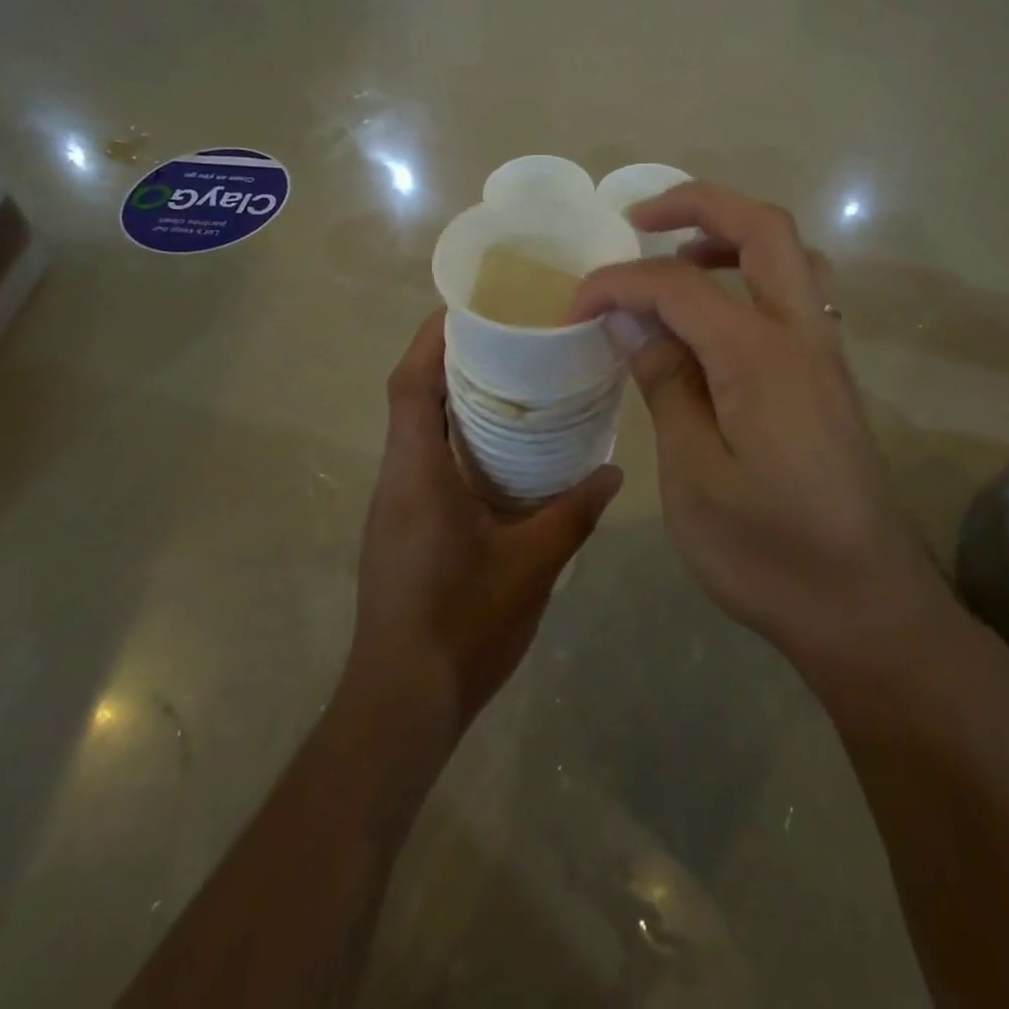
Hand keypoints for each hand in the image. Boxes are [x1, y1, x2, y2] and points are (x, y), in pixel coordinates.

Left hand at [347, 311, 623, 729]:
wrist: (403, 701)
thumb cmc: (462, 625)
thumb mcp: (531, 566)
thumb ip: (573, 513)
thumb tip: (614, 471)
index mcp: (417, 473)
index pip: (410, 384)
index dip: (432, 338)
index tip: (469, 307)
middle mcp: (397, 478)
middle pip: (412, 398)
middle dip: (451, 360)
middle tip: (508, 339)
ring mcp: (395, 505)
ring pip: (418, 430)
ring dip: (454, 400)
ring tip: (511, 383)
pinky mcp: (402, 527)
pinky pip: (425, 461)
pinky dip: (455, 439)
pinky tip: (499, 452)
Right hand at [567, 183, 950, 681]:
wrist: (866, 607)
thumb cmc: (769, 553)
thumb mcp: (695, 476)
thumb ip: (665, 384)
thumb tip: (628, 318)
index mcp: (761, 356)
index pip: (678, 285)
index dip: (618, 283)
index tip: (573, 307)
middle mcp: (803, 334)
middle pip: (763, 227)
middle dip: (698, 204)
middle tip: (638, 222)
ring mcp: (824, 352)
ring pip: (788, 255)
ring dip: (729, 236)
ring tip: (674, 260)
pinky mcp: (828, 376)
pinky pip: (793, 293)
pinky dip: (748, 276)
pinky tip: (709, 321)